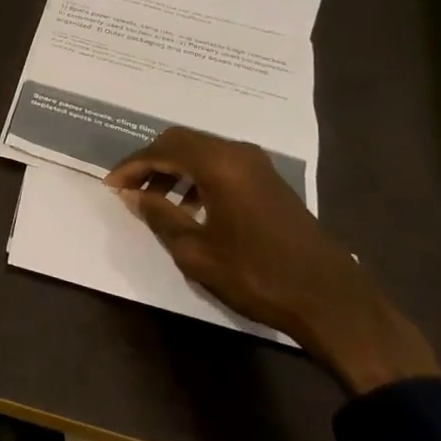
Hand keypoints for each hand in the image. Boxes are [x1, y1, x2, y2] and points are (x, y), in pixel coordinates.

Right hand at [106, 128, 439, 395]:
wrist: (330, 299)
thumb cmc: (256, 275)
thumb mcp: (196, 251)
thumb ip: (160, 216)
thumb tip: (135, 195)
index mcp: (218, 164)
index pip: (162, 150)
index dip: (132, 166)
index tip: (111, 185)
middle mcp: (237, 153)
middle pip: (182, 141)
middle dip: (151, 161)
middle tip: (129, 187)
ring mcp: (258, 166)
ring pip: (202, 151)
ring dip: (174, 169)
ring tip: (155, 200)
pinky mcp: (269, 181)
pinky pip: (221, 164)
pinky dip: (197, 176)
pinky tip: (190, 207)